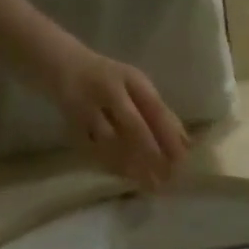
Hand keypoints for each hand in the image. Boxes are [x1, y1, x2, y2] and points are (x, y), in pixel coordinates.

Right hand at [53, 49, 189, 188]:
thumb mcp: (137, 86)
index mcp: (130, 79)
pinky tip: (128, 178)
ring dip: (132, 164)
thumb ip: (160, 111)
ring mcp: (87, 106)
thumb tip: (187, 143)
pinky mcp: (72, 122)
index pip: (154, 108)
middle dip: (152, 154)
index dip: (169, 136)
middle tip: (167, 178)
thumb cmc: (110, 79)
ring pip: (112, 141)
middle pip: (133, 125)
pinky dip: (112, 165)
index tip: (182, 160)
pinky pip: (94, 149)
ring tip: (151, 184)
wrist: (62, 63)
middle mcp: (108, 90)